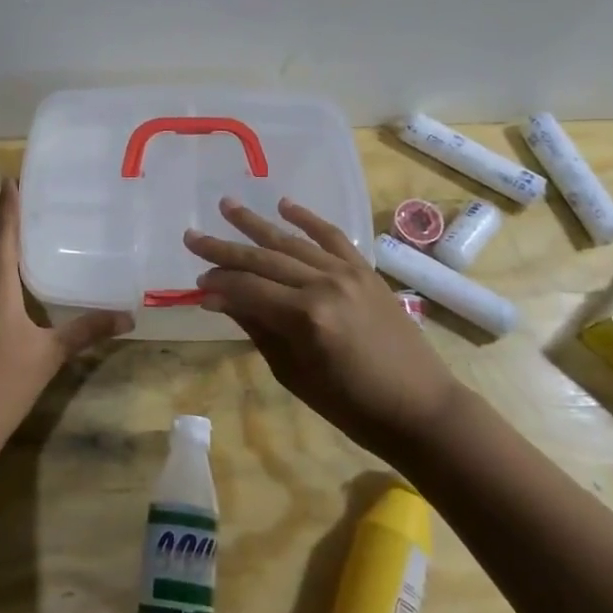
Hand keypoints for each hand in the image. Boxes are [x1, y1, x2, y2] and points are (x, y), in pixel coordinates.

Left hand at [0, 177, 131, 454]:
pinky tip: (12, 279)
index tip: (10, 179)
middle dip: (5, 221)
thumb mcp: (50, 354)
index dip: (7, 207)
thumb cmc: (3, 382)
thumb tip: (128, 316)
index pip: (2, 235)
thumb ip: (86, 331)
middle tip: (26, 200)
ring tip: (23, 231)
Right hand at [185, 197, 461, 460]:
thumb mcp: (295, 374)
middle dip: (224, 249)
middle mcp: (324, 285)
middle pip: (264, 260)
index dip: (219, 284)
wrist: (420, 407)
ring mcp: (348, 273)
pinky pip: (332, 237)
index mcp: (305, 317)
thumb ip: (257, 329)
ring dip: (256, 224)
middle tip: (192, 236)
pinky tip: (284, 205)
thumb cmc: (351, 406)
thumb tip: (220, 299)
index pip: (248, 289)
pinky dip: (307, 219)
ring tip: (227, 206)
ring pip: (292, 242)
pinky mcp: (365, 270)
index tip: (196, 284)